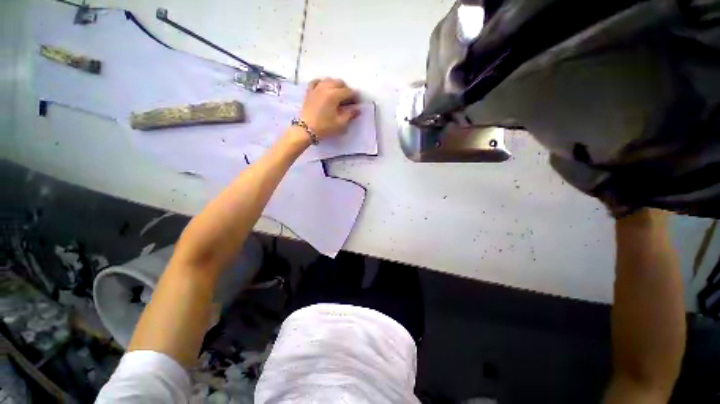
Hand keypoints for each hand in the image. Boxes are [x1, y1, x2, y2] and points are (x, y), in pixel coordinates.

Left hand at [300, 78, 360, 139]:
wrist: (306, 130)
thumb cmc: (324, 127)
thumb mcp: (340, 123)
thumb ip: (350, 114)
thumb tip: (357, 109)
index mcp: (334, 94)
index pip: (348, 91)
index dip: (355, 97)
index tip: (357, 103)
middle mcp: (325, 87)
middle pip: (339, 83)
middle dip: (346, 90)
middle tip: (348, 101)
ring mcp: (316, 88)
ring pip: (329, 80)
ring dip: (336, 85)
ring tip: (338, 95)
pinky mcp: (309, 91)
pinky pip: (317, 81)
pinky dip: (322, 83)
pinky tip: (324, 88)